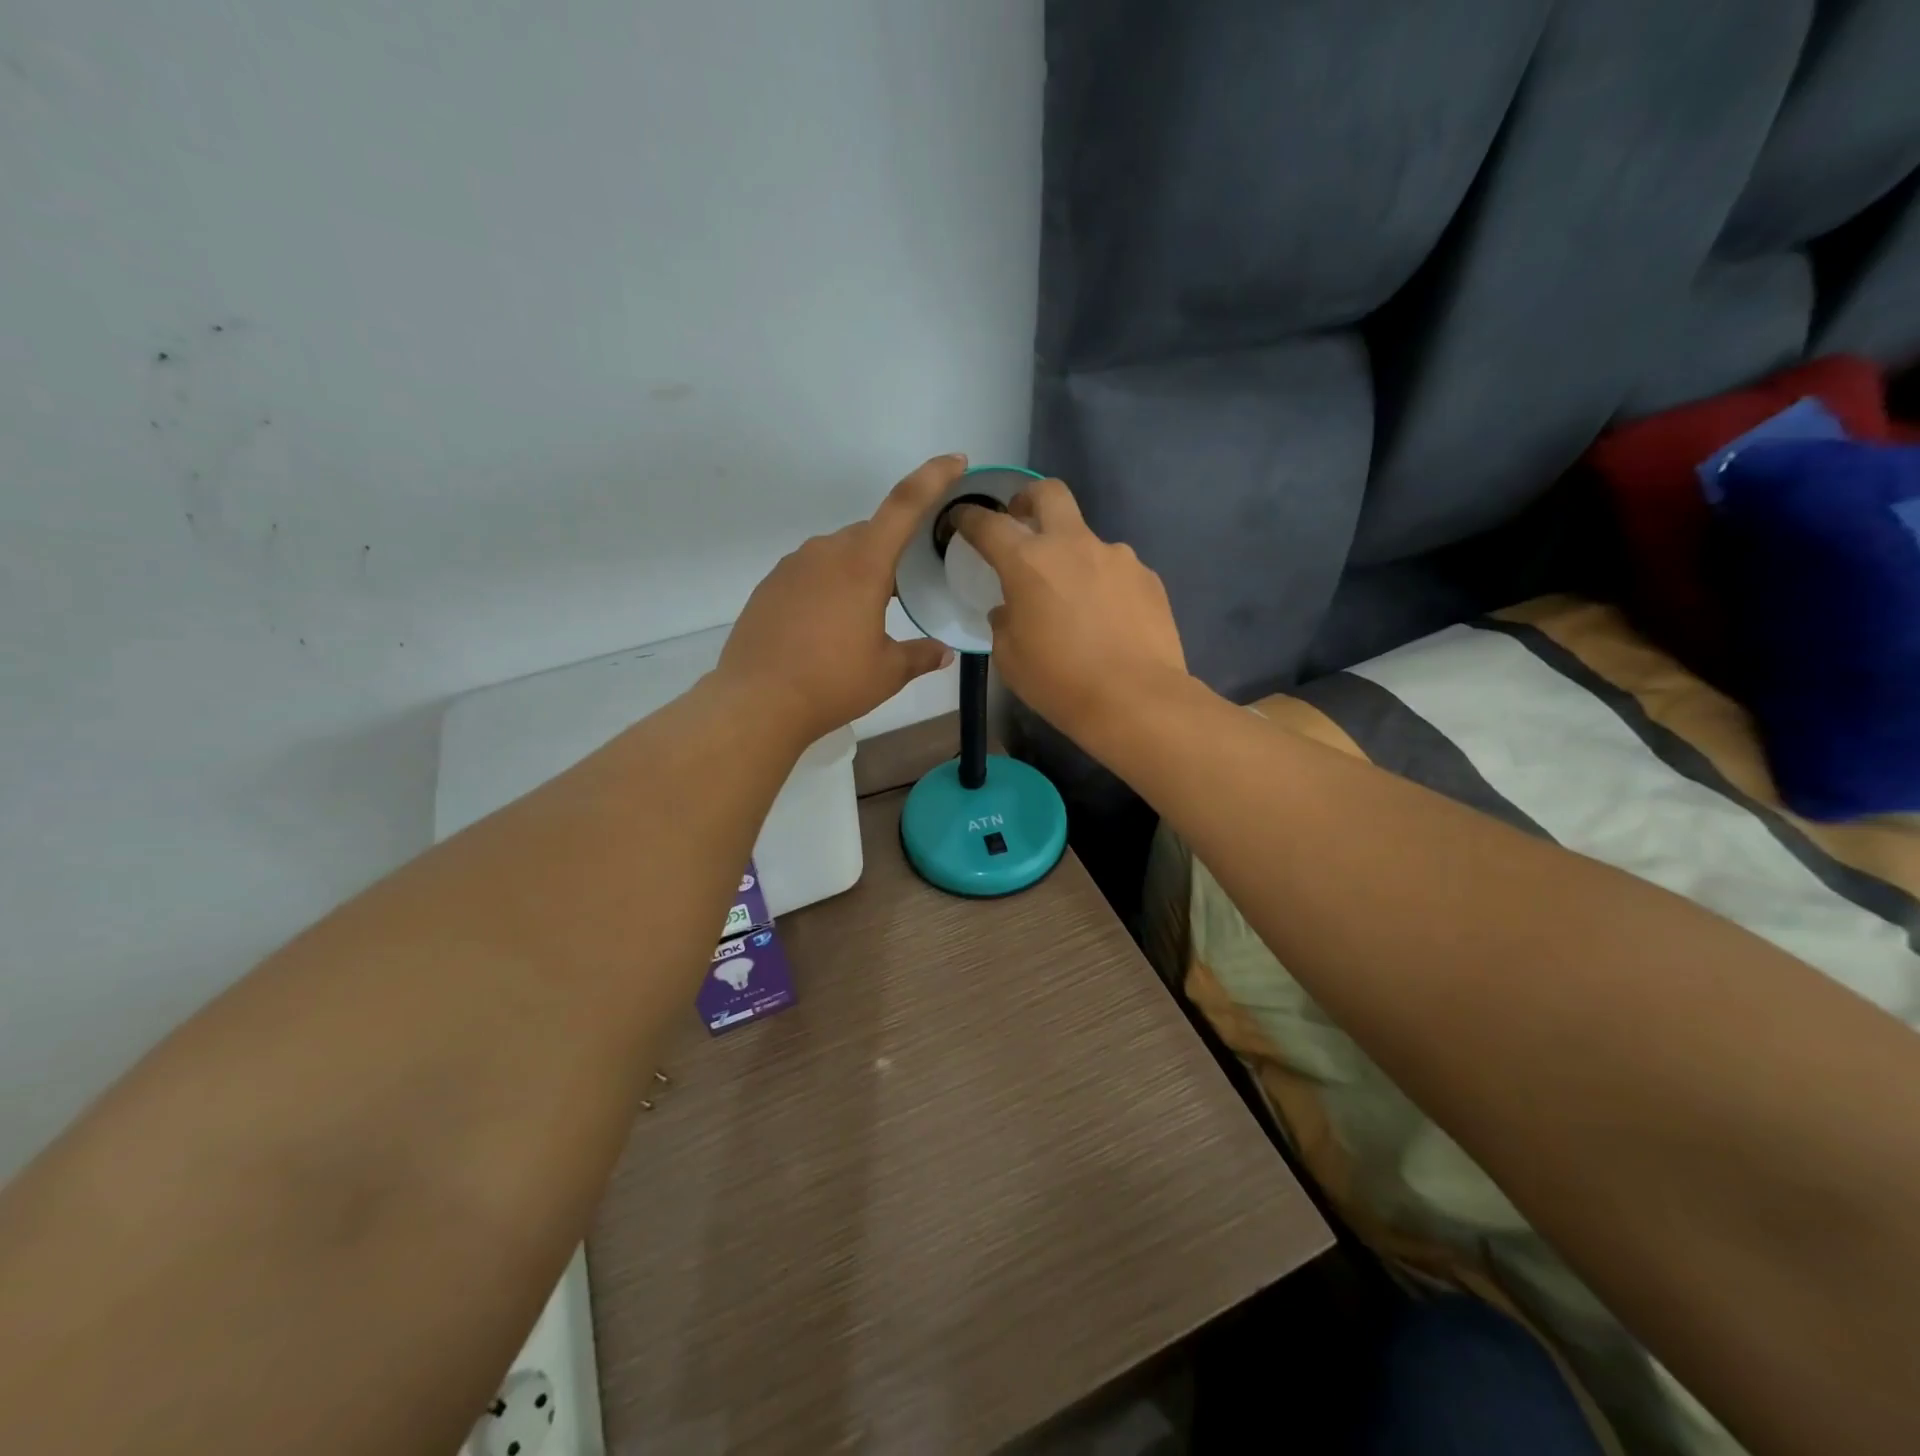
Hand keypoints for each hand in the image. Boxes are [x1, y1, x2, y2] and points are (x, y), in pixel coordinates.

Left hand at [717, 455, 962, 744]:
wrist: (756, 702)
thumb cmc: (832, 683)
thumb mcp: (887, 672)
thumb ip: (921, 655)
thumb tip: (944, 652)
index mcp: (863, 564)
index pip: (904, 505)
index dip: (933, 478)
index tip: (955, 461)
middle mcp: (826, 552)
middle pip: (870, 534)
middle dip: (892, 552)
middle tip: (905, 590)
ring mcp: (792, 566)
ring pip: (838, 553)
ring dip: (858, 571)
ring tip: (865, 615)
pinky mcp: (770, 585)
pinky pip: (811, 572)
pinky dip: (829, 585)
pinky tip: (828, 624)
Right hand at [954, 478, 1186, 740]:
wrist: (1136, 700)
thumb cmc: (1060, 682)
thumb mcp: (1010, 658)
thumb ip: (1004, 622)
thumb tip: (1009, 609)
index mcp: (1029, 561)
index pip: (989, 524)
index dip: (970, 517)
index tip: (962, 518)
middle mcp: (1074, 545)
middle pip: (1049, 493)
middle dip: (1028, 498)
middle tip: (1021, 519)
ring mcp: (1117, 557)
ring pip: (1087, 540)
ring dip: (1073, 557)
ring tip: (1075, 600)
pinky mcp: (1147, 577)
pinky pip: (1116, 571)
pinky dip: (1104, 584)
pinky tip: (1107, 619)